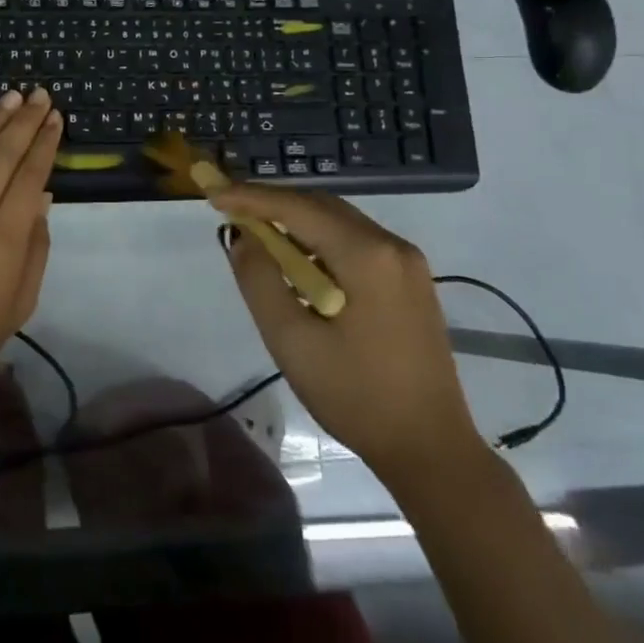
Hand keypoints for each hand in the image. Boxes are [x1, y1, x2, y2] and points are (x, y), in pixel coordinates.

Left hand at [0, 89, 63, 389]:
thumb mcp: (22, 300)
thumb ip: (36, 246)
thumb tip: (42, 197)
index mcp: (5, 241)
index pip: (29, 178)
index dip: (44, 145)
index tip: (56, 118)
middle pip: (1, 157)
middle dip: (24, 123)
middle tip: (39, 95)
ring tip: (11, 98)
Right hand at [211, 184, 485, 491]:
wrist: (430, 449)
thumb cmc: (356, 396)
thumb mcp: (292, 340)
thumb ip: (259, 280)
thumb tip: (242, 237)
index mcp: (366, 255)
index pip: (297, 207)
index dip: (251, 196)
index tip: (213, 193)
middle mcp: (392, 245)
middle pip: (321, 206)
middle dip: (273, 203)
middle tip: (230, 208)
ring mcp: (408, 263)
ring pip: (340, 222)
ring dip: (296, 222)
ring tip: (256, 234)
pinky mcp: (411, 282)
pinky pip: (357, 243)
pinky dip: (320, 242)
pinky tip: (298, 263)